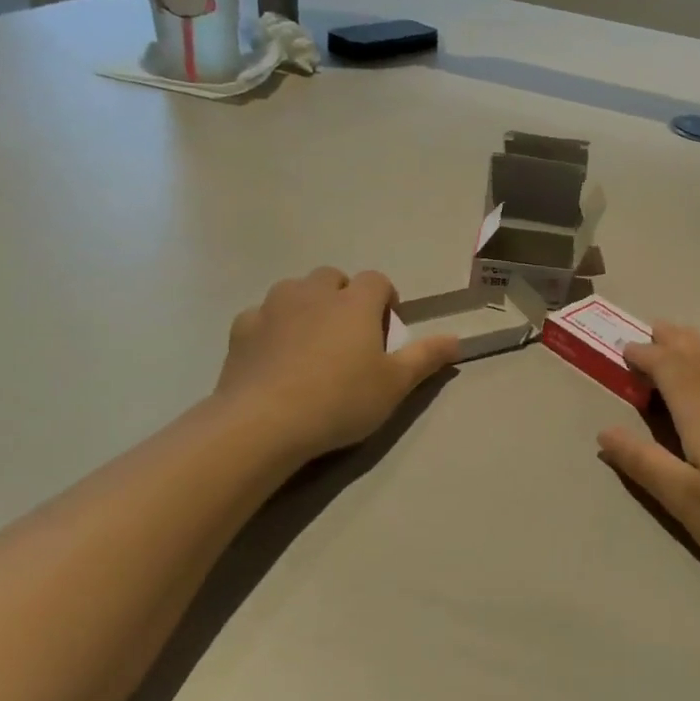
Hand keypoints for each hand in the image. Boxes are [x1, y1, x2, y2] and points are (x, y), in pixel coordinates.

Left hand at [216, 268, 458, 462]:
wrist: (264, 422)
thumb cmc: (340, 400)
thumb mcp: (394, 385)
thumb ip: (426, 357)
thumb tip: (457, 339)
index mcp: (355, 302)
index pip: (377, 280)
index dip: (385, 299)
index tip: (385, 329)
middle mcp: (313, 293)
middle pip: (333, 278)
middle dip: (344, 297)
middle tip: (349, 336)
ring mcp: (273, 307)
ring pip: (295, 291)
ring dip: (307, 306)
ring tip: (311, 344)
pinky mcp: (242, 328)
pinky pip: (262, 316)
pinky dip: (272, 327)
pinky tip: (275, 358)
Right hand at [596, 323, 699, 584]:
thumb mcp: (684, 498)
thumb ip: (643, 462)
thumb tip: (604, 431)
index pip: (669, 368)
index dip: (646, 356)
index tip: (624, 350)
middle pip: (698, 357)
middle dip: (673, 341)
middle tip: (653, 328)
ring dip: (697, 347)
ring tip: (682, 339)